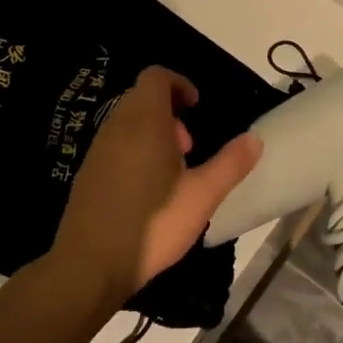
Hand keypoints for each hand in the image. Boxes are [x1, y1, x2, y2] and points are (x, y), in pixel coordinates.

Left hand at [48, 66, 262, 311]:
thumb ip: (230, 164)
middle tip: (189, 146)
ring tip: (172, 172)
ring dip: (153, 132)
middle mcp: (116, 127)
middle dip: (169, 111)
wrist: (89, 265)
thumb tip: (255, 140)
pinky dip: (134, 151)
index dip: (180, 84)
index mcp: (145, 121)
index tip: (197, 107)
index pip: (156, 77)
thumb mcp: (202, 195)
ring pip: (127, 122)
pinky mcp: (87, 174)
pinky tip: (148, 192)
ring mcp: (97, 150)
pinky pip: (114, 145)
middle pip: (141, 97)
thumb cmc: (153, 223)